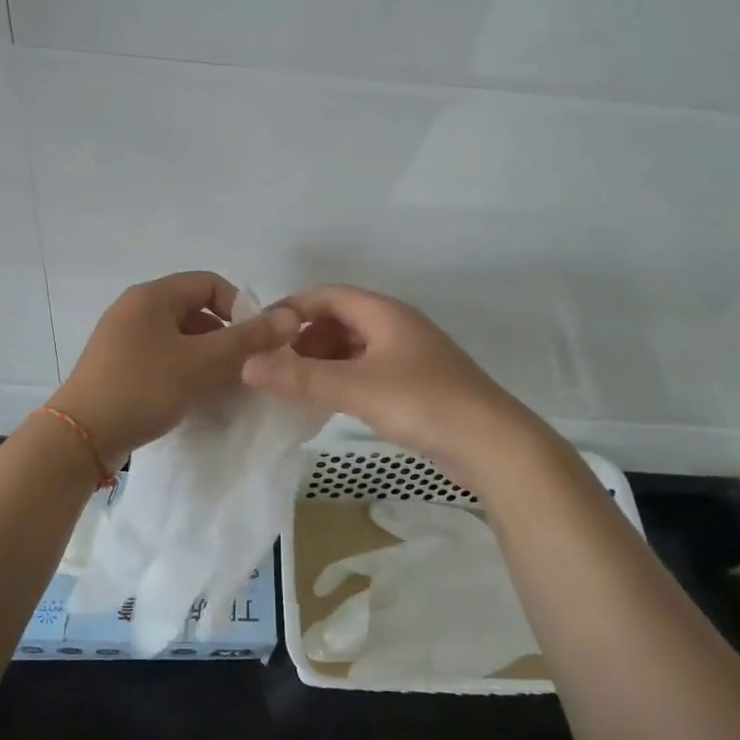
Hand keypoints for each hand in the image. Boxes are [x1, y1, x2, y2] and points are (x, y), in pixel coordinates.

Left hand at [51, 272, 299, 464]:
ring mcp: (122, 338)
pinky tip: (193, 397)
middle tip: (242, 369)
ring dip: (205, 357)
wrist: (80, 436)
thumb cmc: (143, 388)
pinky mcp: (117, 365)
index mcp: (152, 296)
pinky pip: (161, 357)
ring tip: (221, 387)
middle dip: (224, 337)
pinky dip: (183, 370)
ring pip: (179, 338)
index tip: (255, 341)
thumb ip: (248, 340)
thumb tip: (290, 317)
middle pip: (194, 311)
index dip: (239, 307)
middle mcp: (134, 309)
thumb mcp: (202, 363)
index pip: (209, 283)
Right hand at [239, 284, 547, 483]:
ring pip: (354, 347)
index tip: (262, 332)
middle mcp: (397, 327)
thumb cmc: (424, 403)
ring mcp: (409, 356)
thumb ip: (301, 378)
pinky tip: (330, 402)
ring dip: (323, 361)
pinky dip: (343, 379)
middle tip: (277, 365)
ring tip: (296, 386)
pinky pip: (368, 370)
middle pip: (340, 319)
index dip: (293, 308)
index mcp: (385, 313)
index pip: (329, 295)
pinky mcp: (416, 384)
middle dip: (306, 338)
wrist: (492, 444)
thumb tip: (247, 365)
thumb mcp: (356, 388)